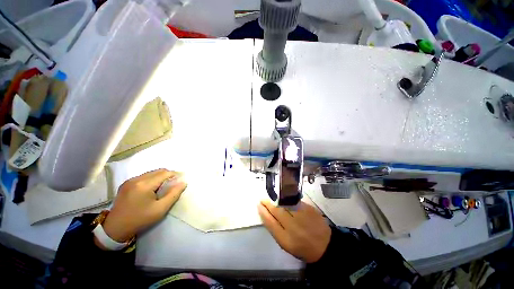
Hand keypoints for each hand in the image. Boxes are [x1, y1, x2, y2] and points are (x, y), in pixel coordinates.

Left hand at [97, 169, 186, 245]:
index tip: (180, 181)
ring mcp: (129, 181)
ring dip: (160, 177)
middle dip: (168, 175)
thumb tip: (183, 182)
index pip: (165, 173)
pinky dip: (152, 179)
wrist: (115, 228)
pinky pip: (144, 176)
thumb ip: (174, 194)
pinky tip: (152, 189)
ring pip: (151, 173)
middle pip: (158, 171)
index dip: (175, 175)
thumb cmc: (140, 219)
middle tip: (173, 185)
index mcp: (144, 185)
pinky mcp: (126, 184)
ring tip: (164, 187)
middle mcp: (136, 179)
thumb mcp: (160, 209)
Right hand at [258, 200, 330, 262]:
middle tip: (263, 199)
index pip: (270, 222)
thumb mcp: (286, 244)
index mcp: (286, 240)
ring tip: (271, 198)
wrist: (325, 246)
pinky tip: (284, 199)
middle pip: (277, 211)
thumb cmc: (303, 248)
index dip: (263, 212)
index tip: (258, 205)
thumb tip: (267, 214)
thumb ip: (276, 229)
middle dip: (268, 204)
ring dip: (276, 200)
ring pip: (284, 204)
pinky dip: (287, 200)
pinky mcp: (309, 209)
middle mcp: (293, 227)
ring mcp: (302, 216)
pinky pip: (294, 202)